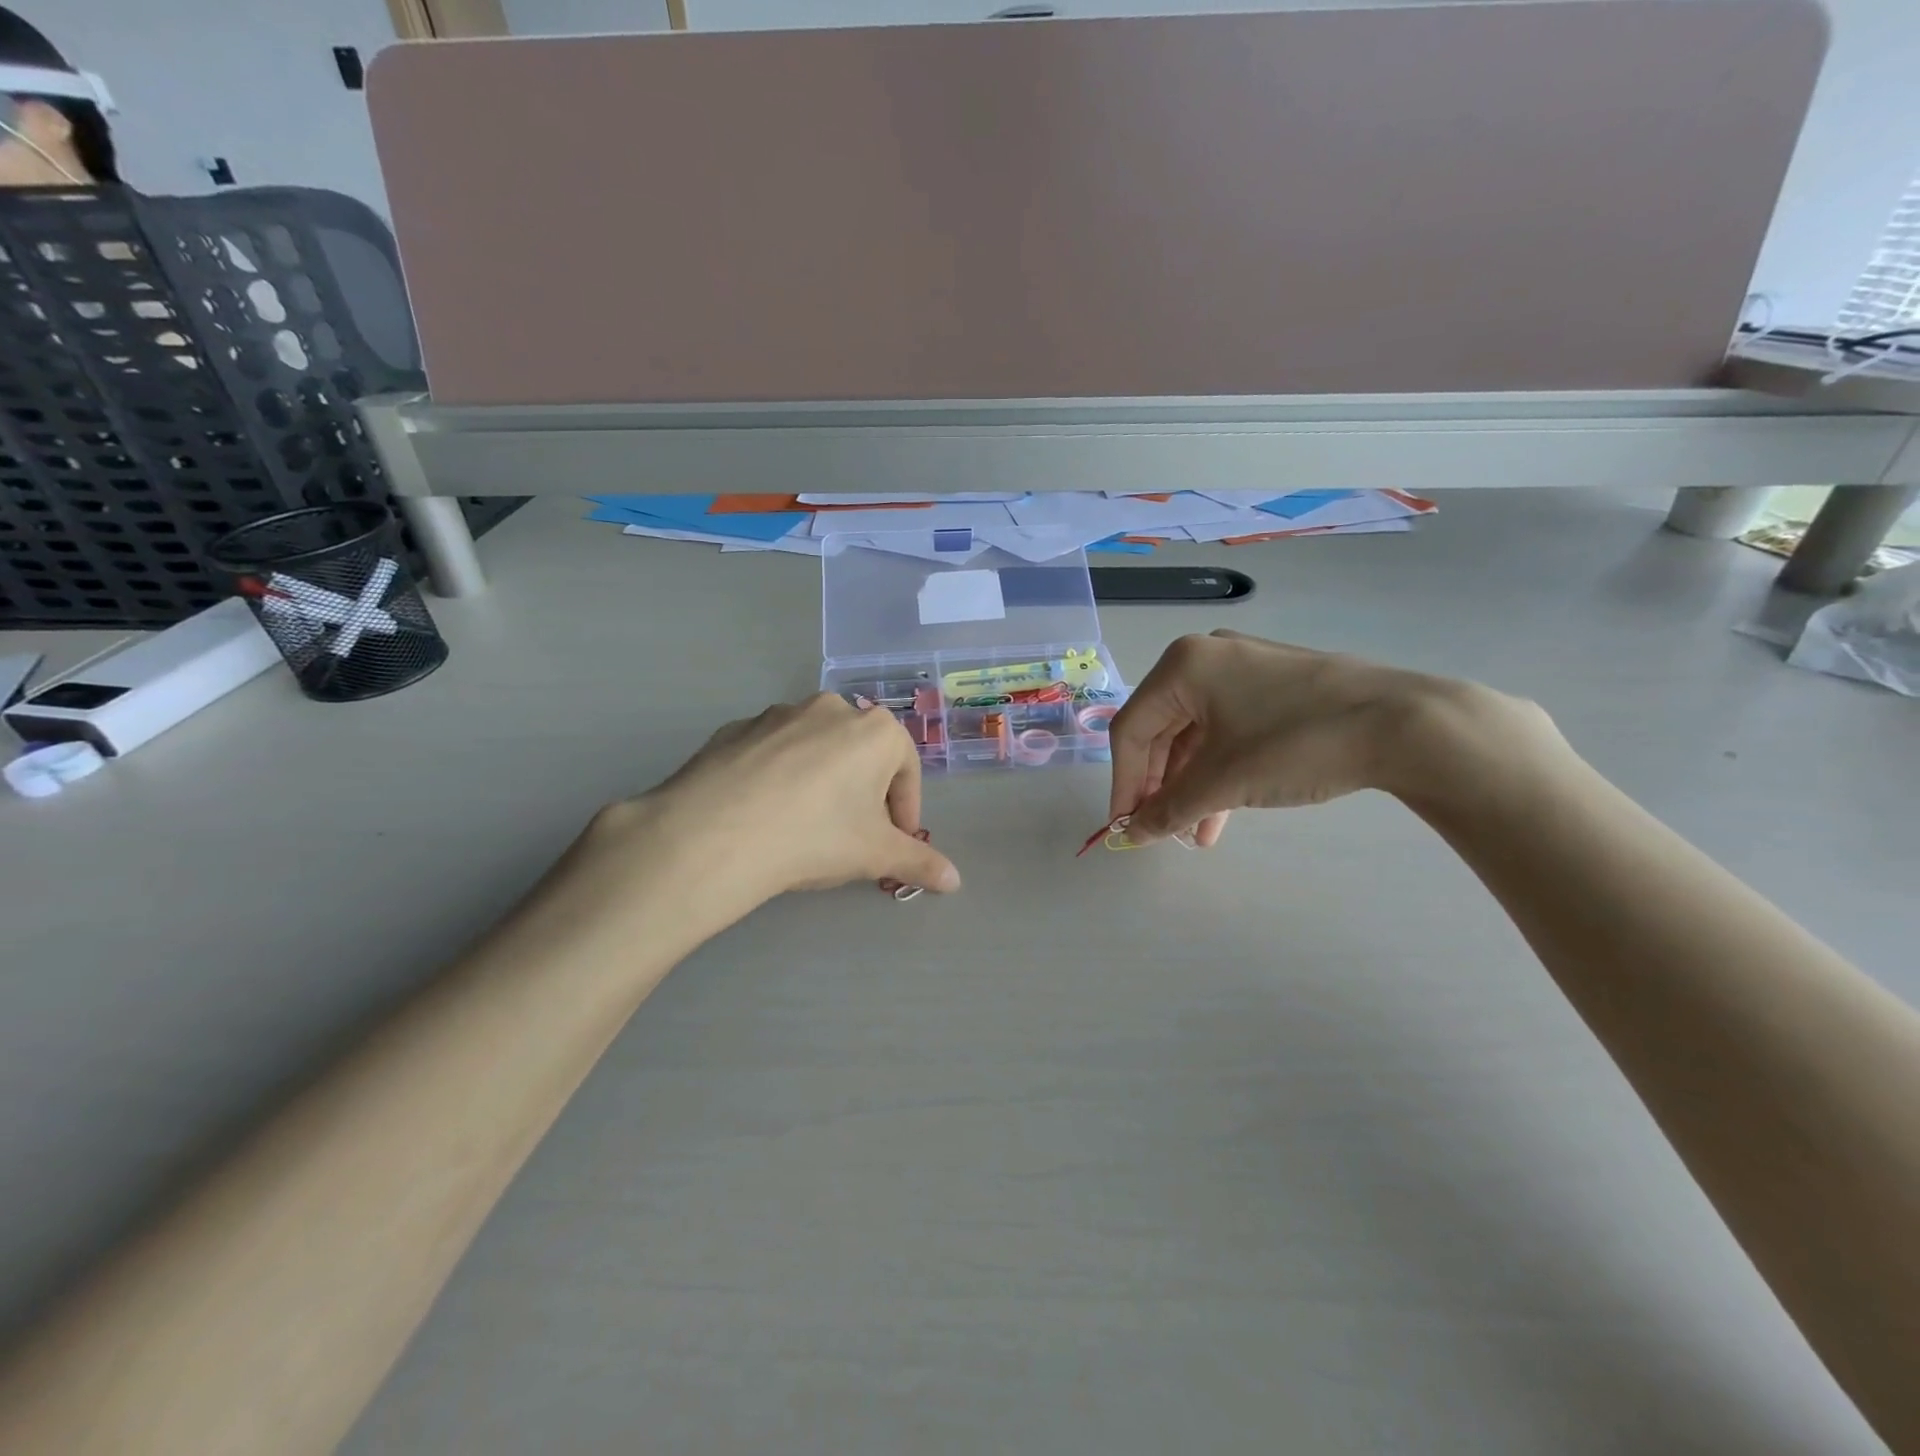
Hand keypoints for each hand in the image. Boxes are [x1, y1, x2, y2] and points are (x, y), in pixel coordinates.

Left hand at [606, 693, 962, 907]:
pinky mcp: (735, 728)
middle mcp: (830, 708)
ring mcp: (778, 714)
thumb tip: (955, 882)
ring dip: (821, 781)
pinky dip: (778, 777)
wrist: (715, 834)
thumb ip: (919, 863)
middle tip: (852, 836)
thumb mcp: (875, 855)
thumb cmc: (815, 836)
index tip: (896, 842)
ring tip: (804, 826)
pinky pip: (771, 753)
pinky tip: (764, 814)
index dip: (905, 811)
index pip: (906, 770)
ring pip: (815, 749)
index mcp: (875, 730)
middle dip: (864, 794)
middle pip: (861, 755)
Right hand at [1107, 630, 1544, 845]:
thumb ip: (1168, 809)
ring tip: (1193, 833)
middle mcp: (1206, 658)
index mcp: (1182, 666)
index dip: (1123, 784)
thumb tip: (1131, 835)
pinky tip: (1221, 814)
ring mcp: (1244, 669)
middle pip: (1161, 731)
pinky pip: (1228, 731)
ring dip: (1190, 786)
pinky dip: (1220, 771)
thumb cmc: (1295, 744)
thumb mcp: (1223, 782)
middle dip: (1159, 786)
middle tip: (1158, 829)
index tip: (1125, 828)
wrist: (1405, 724)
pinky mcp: (1275, 687)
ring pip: (1196, 736)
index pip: (1131, 729)